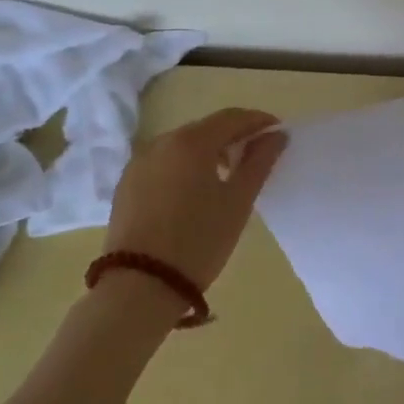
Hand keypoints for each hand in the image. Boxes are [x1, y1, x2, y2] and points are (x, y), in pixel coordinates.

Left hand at [101, 108, 286, 292]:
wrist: (139, 286)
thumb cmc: (199, 241)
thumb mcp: (238, 202)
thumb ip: (259, 162)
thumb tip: (276, 135)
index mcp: (191, 142)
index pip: (232, 118)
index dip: (258, 121)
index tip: (277, 133)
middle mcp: (161, 142)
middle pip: (206, 128)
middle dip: (233, 136)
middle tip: (256, 156)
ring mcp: (139, 162)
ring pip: (182, 145)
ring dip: (208, 152)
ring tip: (227, 176)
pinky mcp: (126, 184)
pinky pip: (163, 163)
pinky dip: (184, 167)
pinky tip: (194, 191)